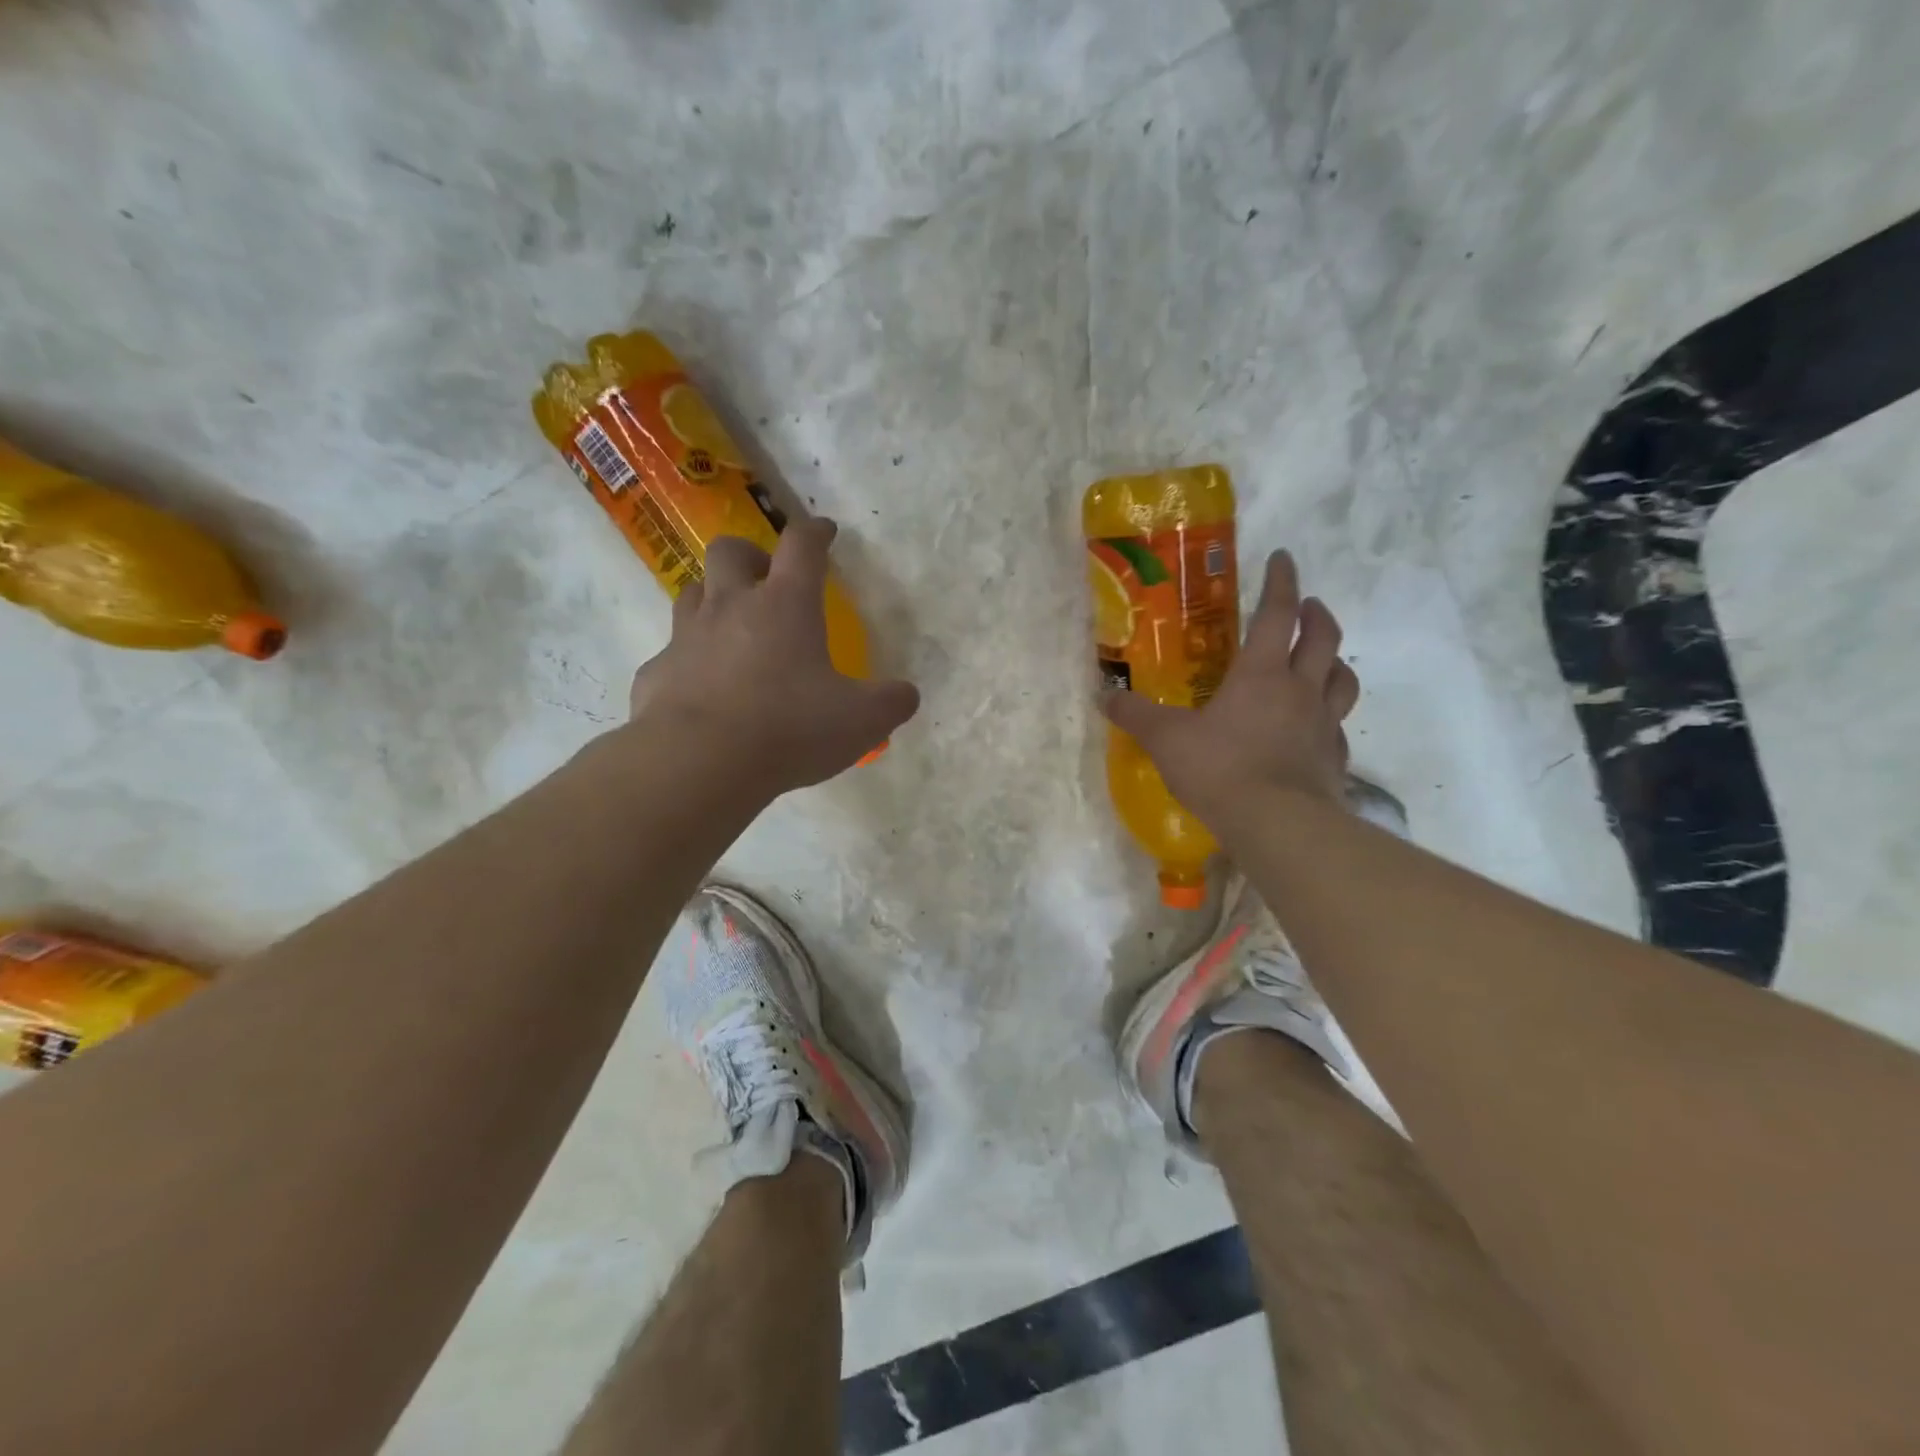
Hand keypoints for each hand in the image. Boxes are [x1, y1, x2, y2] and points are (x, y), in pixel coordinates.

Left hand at [626, 519, 919, 793]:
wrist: (700, 763)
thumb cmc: (789, 729)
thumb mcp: (862, 721)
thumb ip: (891, 702)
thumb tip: (906, 694)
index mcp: (785, 605)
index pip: (801, 546)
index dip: (815, 532)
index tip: (824, 532)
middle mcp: (731, 607)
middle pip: (730, 550)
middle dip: (750, 555)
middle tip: (766, 580)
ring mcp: (687, 638)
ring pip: (692, 593)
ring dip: (713, 599)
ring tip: (732, 627)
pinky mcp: (656, 674)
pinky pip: (671, 655)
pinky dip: (688, 663)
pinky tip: (701, 691)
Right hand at [1101, 549, 1358, 824]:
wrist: (1278, 825)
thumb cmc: (1221, 769)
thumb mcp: (1166, 740)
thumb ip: (1136, 716)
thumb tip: (1103, 697)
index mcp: (1261, 674)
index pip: (1277, 613)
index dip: (1281, 582)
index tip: (1284, 557)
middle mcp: (1300, 689)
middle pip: (1322, 637)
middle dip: (1315, 614)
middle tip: (1306, 604)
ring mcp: (1323, 724)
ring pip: (1342, 678)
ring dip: (1334, 659)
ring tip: (1323, 658)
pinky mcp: (1334, 758)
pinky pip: (1338, 725)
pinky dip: (1330, 715)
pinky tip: (1315, 726)